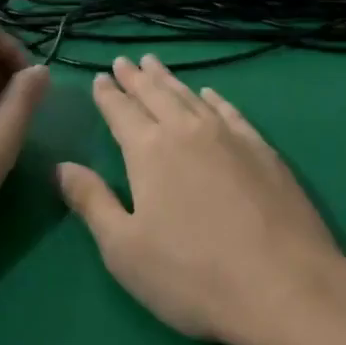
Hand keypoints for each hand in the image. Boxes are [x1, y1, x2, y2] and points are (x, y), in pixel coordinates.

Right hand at [58, 55, 343, 344]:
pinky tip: (210, 94)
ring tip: (157, 65)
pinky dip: (215, 98)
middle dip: (137, 77)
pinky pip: (230, 111)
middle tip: (126, 60)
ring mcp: (229, 136)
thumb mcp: (125, 249)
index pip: (121, 112)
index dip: (108, 94)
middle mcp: (187, 131)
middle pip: (156, 94)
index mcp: (149, 151)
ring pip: (191, 97)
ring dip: (171, 80)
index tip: (100, 77)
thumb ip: (92, 203)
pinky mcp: (262, 149)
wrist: (283, 284)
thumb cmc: (192, 274)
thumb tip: (62, 167)